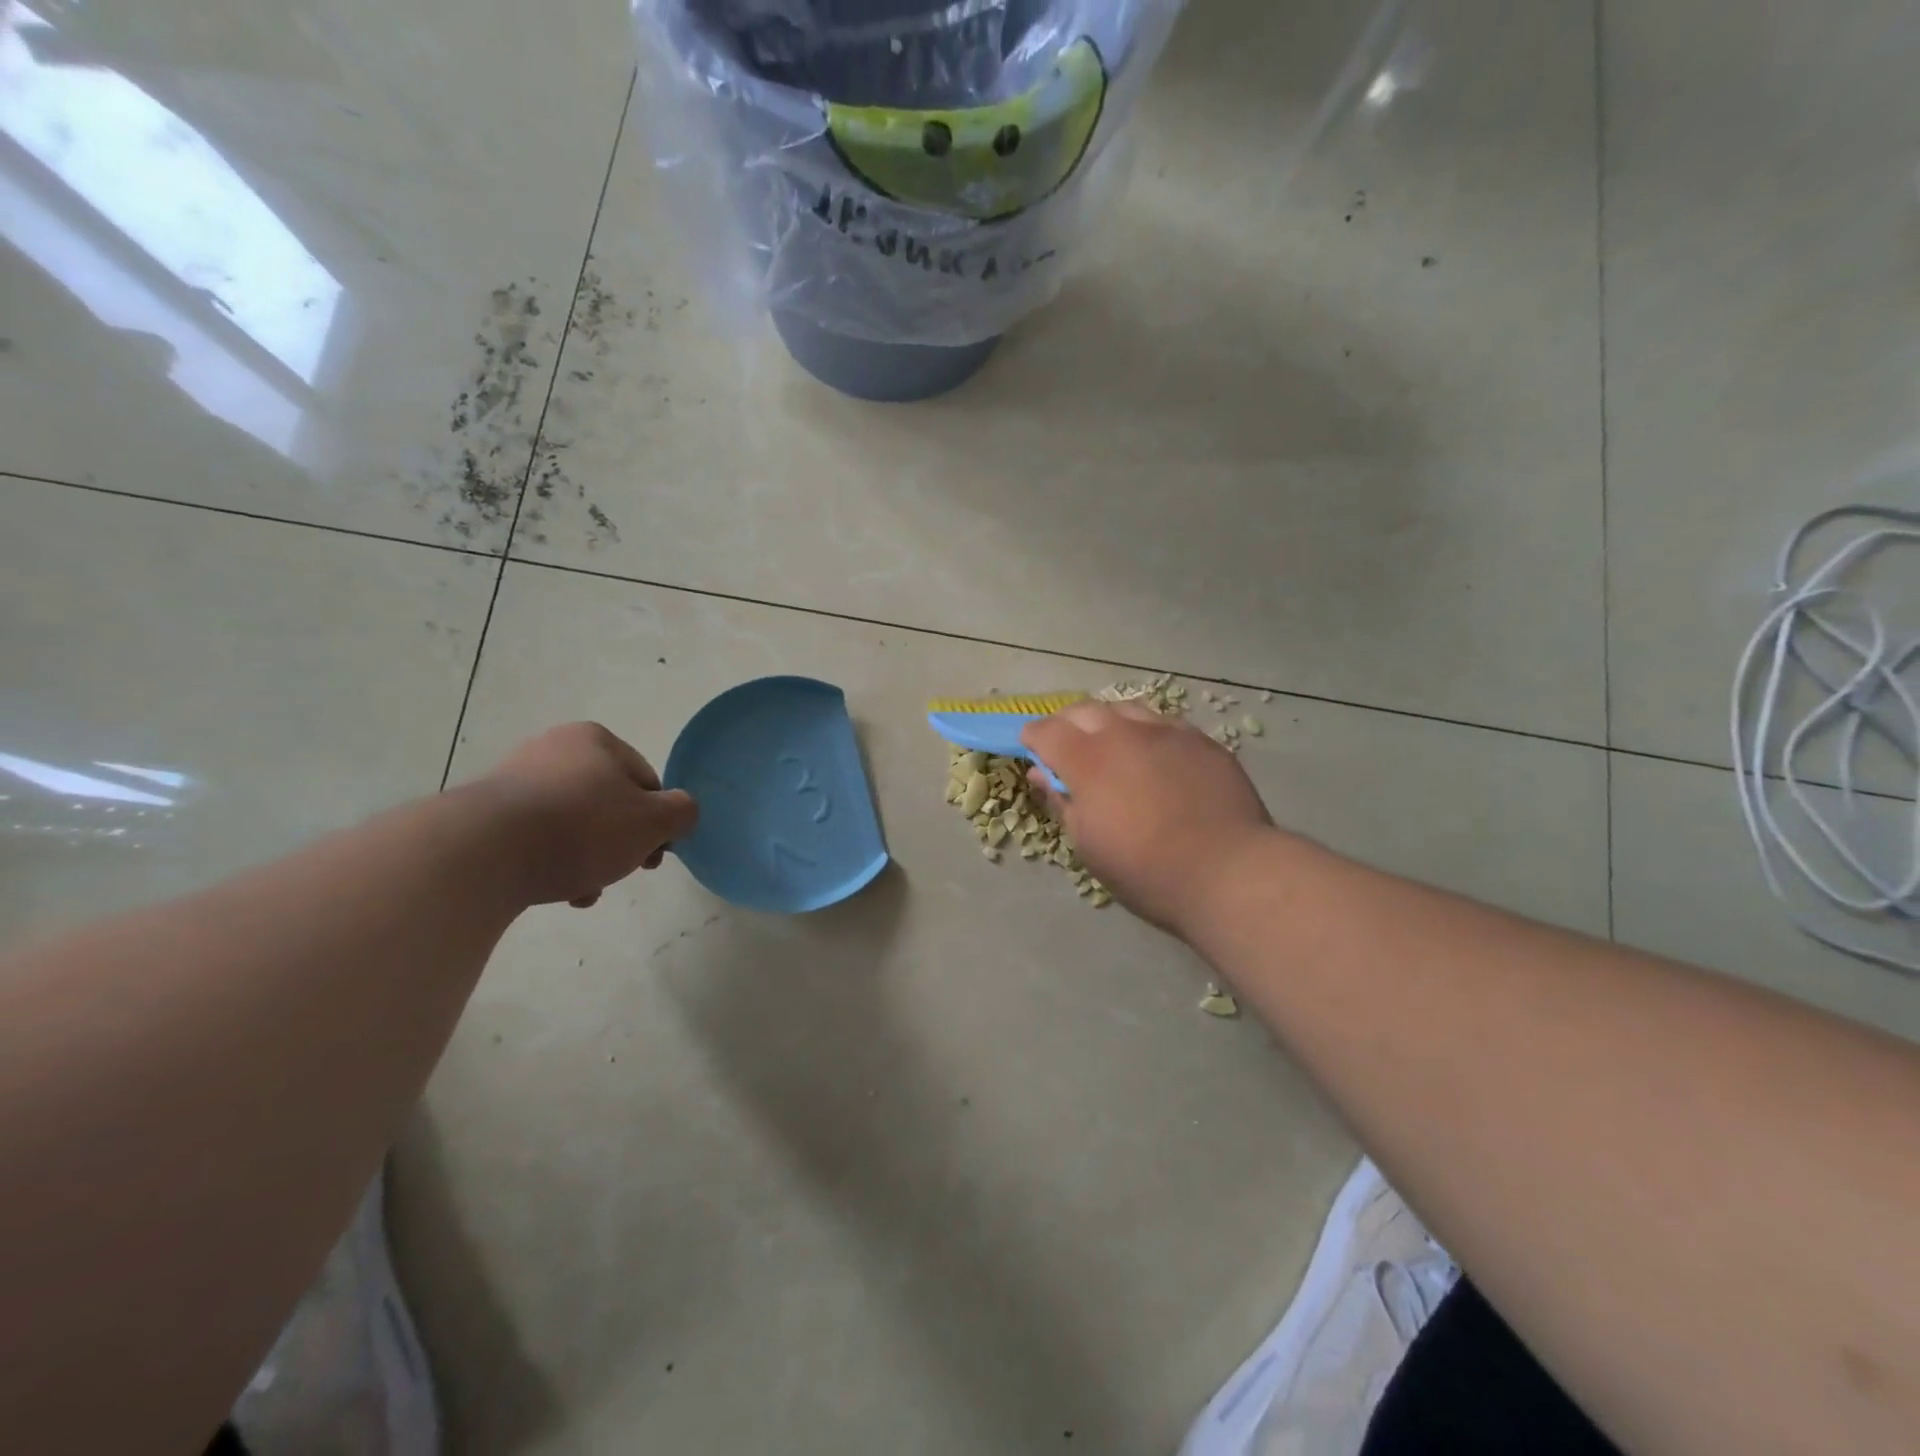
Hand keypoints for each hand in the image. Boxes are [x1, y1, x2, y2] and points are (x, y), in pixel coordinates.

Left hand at [472, 722, 698, 907]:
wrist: (481, 852)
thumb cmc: (582, 828)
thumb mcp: (654, 821)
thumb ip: (682, 812)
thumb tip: (680, 812)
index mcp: (595, 740)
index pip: (646, 782)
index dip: (657, 822)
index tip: (652, 856)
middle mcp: (553, 749)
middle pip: (608, 804)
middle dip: (620, 844)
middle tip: (622, 872)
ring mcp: (514, 779)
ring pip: (573, 825)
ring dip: (589, 858)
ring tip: (584, 890)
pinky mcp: (484, 814)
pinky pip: (535, 837)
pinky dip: (551, 861)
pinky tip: (553, 889)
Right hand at [1023, 702, 1274, 937]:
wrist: (1228, 872)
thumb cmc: (1145, 870)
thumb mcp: (1088, 846)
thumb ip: (1061, 802)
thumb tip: (1042, 775)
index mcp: (1088, 760)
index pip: (1047, 731)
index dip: (1033, 737)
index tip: (1031, 748)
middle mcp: (1124, 734)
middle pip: (1084, 710)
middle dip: (1067, 724)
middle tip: (1067, 748)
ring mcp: (1167, 732)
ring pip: (1127, 710)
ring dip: (1109, 723)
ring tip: (1113, 748)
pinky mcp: (1202, 741)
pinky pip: (1164, 724)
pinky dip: (1147, 734)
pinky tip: (1155, 758)